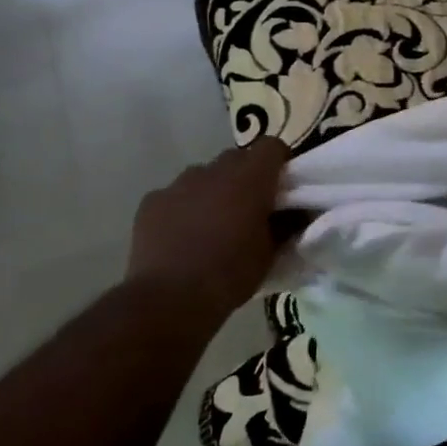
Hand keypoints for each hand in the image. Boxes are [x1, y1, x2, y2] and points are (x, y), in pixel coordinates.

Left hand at [126, 137, 290, 316]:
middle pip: (236, 158)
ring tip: (212, 226)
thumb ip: (284, 226)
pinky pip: (175, 195)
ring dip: (213, 192)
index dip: (280, 162)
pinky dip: (182, 208)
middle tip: (249, 209)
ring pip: (203, 176)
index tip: (282, 187)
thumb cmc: (229, 275)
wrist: (169, 299)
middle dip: (246, 177)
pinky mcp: (151, 201)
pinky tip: (181, 238)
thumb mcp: (270, 255)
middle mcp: (213, 171)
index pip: (272, 147)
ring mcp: (178, 184)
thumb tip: (295, 214)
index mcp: (249, 179)